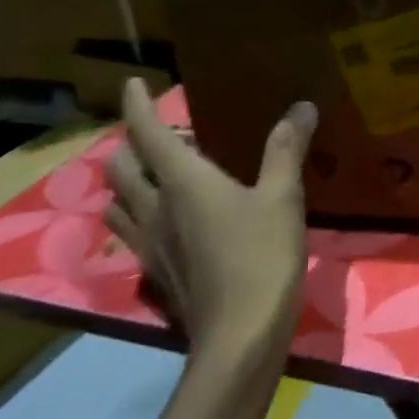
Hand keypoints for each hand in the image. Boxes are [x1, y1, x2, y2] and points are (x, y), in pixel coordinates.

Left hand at [104, 79, 317, 361]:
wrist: (239, 335)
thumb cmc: (262, 256)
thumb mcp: (283, 197)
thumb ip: (286, 149)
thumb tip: (301, 106)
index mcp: (183, 182)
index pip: (147, 133)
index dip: (137, 105)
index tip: (131, 84)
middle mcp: (155, 208)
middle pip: (120, 167)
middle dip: (130, 142)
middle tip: (161, 132)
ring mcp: (149, 245)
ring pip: (118, 202)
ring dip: (128, 180)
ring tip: (155, 173)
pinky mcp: (156, 273)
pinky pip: (131, 232)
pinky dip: (137, 213)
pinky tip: (166, 221)